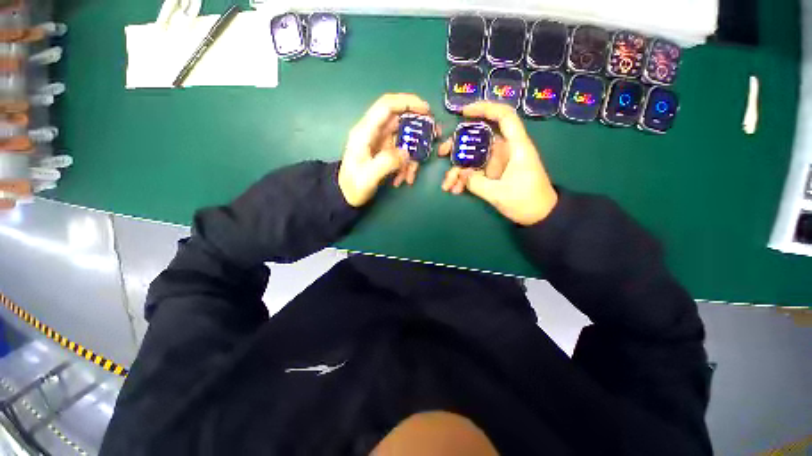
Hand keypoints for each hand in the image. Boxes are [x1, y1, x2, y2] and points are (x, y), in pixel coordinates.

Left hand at [339, 93, 435, 206]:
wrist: (346, 196)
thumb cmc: (353, 186)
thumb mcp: (368, 177)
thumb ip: (387, 163)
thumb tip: (406, 153)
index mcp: (365, 132)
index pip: (387, 106)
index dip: (407, 102)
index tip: (426, 110)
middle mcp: (374, 133)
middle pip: (400, 120)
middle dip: (419, 128)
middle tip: (434, 137)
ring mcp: (381, 143)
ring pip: (404, 139)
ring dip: (413, 155)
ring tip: (412, 174)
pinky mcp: (385, 153)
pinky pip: (402, 153)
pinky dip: (407, 165)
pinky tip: (404, 179)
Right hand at [439, 102, 557, 225]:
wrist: (539, 216)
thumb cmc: (526, 202)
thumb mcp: (500, 194)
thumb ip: (477, 183)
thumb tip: (461, 174)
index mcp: (515, 147)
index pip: (504, 117)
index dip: (485, 108)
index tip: (463, 113)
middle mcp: (505, 150)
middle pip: (479, 137)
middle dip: (458, 144)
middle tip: (441, 153)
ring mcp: (497, 163)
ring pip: (473, 157)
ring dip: (457, 169)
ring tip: (447, 185)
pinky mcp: (492, 173)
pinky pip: (474, 171)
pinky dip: (463, 179)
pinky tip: (455, 190)